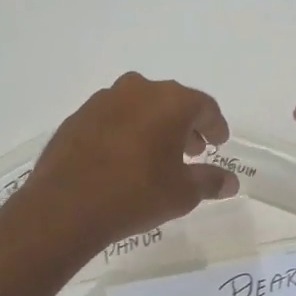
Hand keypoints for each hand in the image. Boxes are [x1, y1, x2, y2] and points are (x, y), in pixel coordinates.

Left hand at [10, 73, 238, 254]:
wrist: (66, 206)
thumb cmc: (136, 194)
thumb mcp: (182, 193)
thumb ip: (209, 182)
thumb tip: (230, 182)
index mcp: (170, 101)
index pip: (204, 106)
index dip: (215, 126)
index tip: (218, 142)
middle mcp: (138, 90)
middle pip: (172, 101)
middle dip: (185, 125)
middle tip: (192, 151)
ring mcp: (103, 100)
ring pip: (140, 106)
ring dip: (153, 125)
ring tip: (157, 155)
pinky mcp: (78, 117)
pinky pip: (113, 118)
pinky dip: (125, 131)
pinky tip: (123, 158)